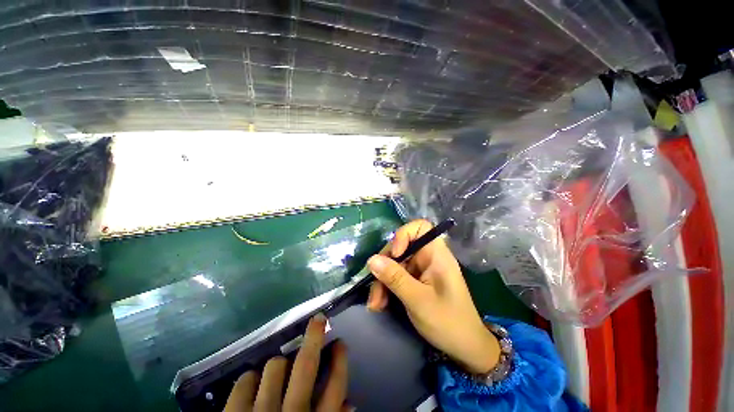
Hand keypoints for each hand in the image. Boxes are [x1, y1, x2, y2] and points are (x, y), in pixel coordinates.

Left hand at [224, 314, 350, 411]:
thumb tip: (350, 404)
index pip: (336, 386)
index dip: (340, 360)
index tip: (340, 343)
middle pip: (307, 365)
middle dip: (315, 336)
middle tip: (319, 320)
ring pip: (274, 366)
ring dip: (278, 365)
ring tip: (277, 372)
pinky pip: (245, 380)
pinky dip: (250, 378)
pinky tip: (252, 384)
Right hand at [367, 220, 499, 373]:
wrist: (465, 349)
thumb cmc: (449, 322)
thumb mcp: (418, 300)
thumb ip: (395, 278)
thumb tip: (371, 260)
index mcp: (436, 255)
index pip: (420, 227)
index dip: (404, 235)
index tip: (395, 254)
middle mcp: (428, 257)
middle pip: (400, 248)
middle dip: (385, 267)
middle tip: (375, 291)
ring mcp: (421, 269)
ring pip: (394, 264)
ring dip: (382, 282)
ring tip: (375, 304)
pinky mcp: (415, 280)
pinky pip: (396, 276)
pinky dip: (387, 288)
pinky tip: (380, 304)